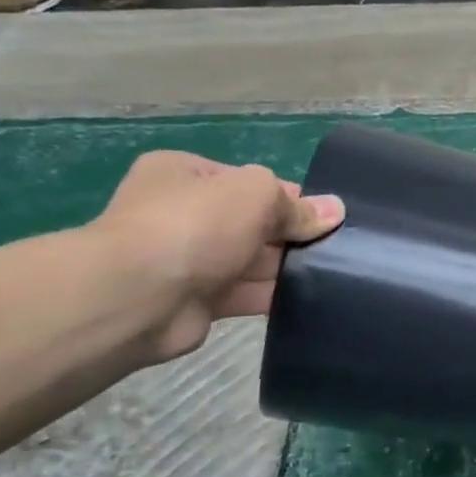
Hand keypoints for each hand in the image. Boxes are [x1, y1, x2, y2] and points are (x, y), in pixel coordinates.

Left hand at [89, 151, 343, 363]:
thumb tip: (335, 210)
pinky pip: (247, 295)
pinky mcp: (198, 301)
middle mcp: (183, 214)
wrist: (138, 296)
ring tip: (334, 275)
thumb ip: (296, 205)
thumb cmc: (196, 226)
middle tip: (337, 248)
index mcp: (185, 175)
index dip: (290, 197)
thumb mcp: (256, 195)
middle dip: (291, 235)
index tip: (325, 217)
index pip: (249, 182)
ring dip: (287, 268)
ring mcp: (188, 260)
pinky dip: (275, 297)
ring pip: (253, 262)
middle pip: (254, 223)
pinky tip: (312, 299)